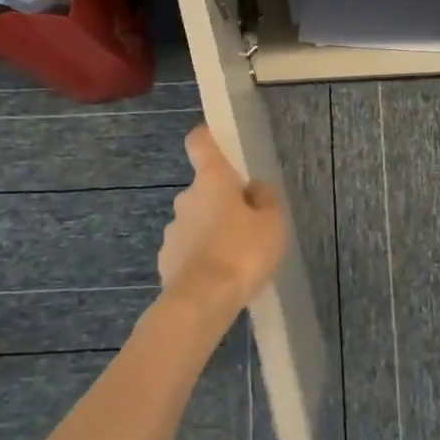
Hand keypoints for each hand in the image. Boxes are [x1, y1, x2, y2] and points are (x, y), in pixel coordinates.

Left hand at [158, 126, 287, 309]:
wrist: (202, 301)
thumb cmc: (242, 252)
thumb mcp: (273, 223)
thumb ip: (266, 199)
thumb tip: (254, 188)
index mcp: (212, 181)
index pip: (200, 143)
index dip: (207, 138)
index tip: (217, 143)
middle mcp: (186, 198)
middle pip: (204, 190)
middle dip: (223, 202)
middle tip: (249, 225)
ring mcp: (173, 230)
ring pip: (196, 221)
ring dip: (212, 231)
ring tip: (236, 258)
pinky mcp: (166, 260)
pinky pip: (188, 250)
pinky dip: (202, 257)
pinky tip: (220, 278)